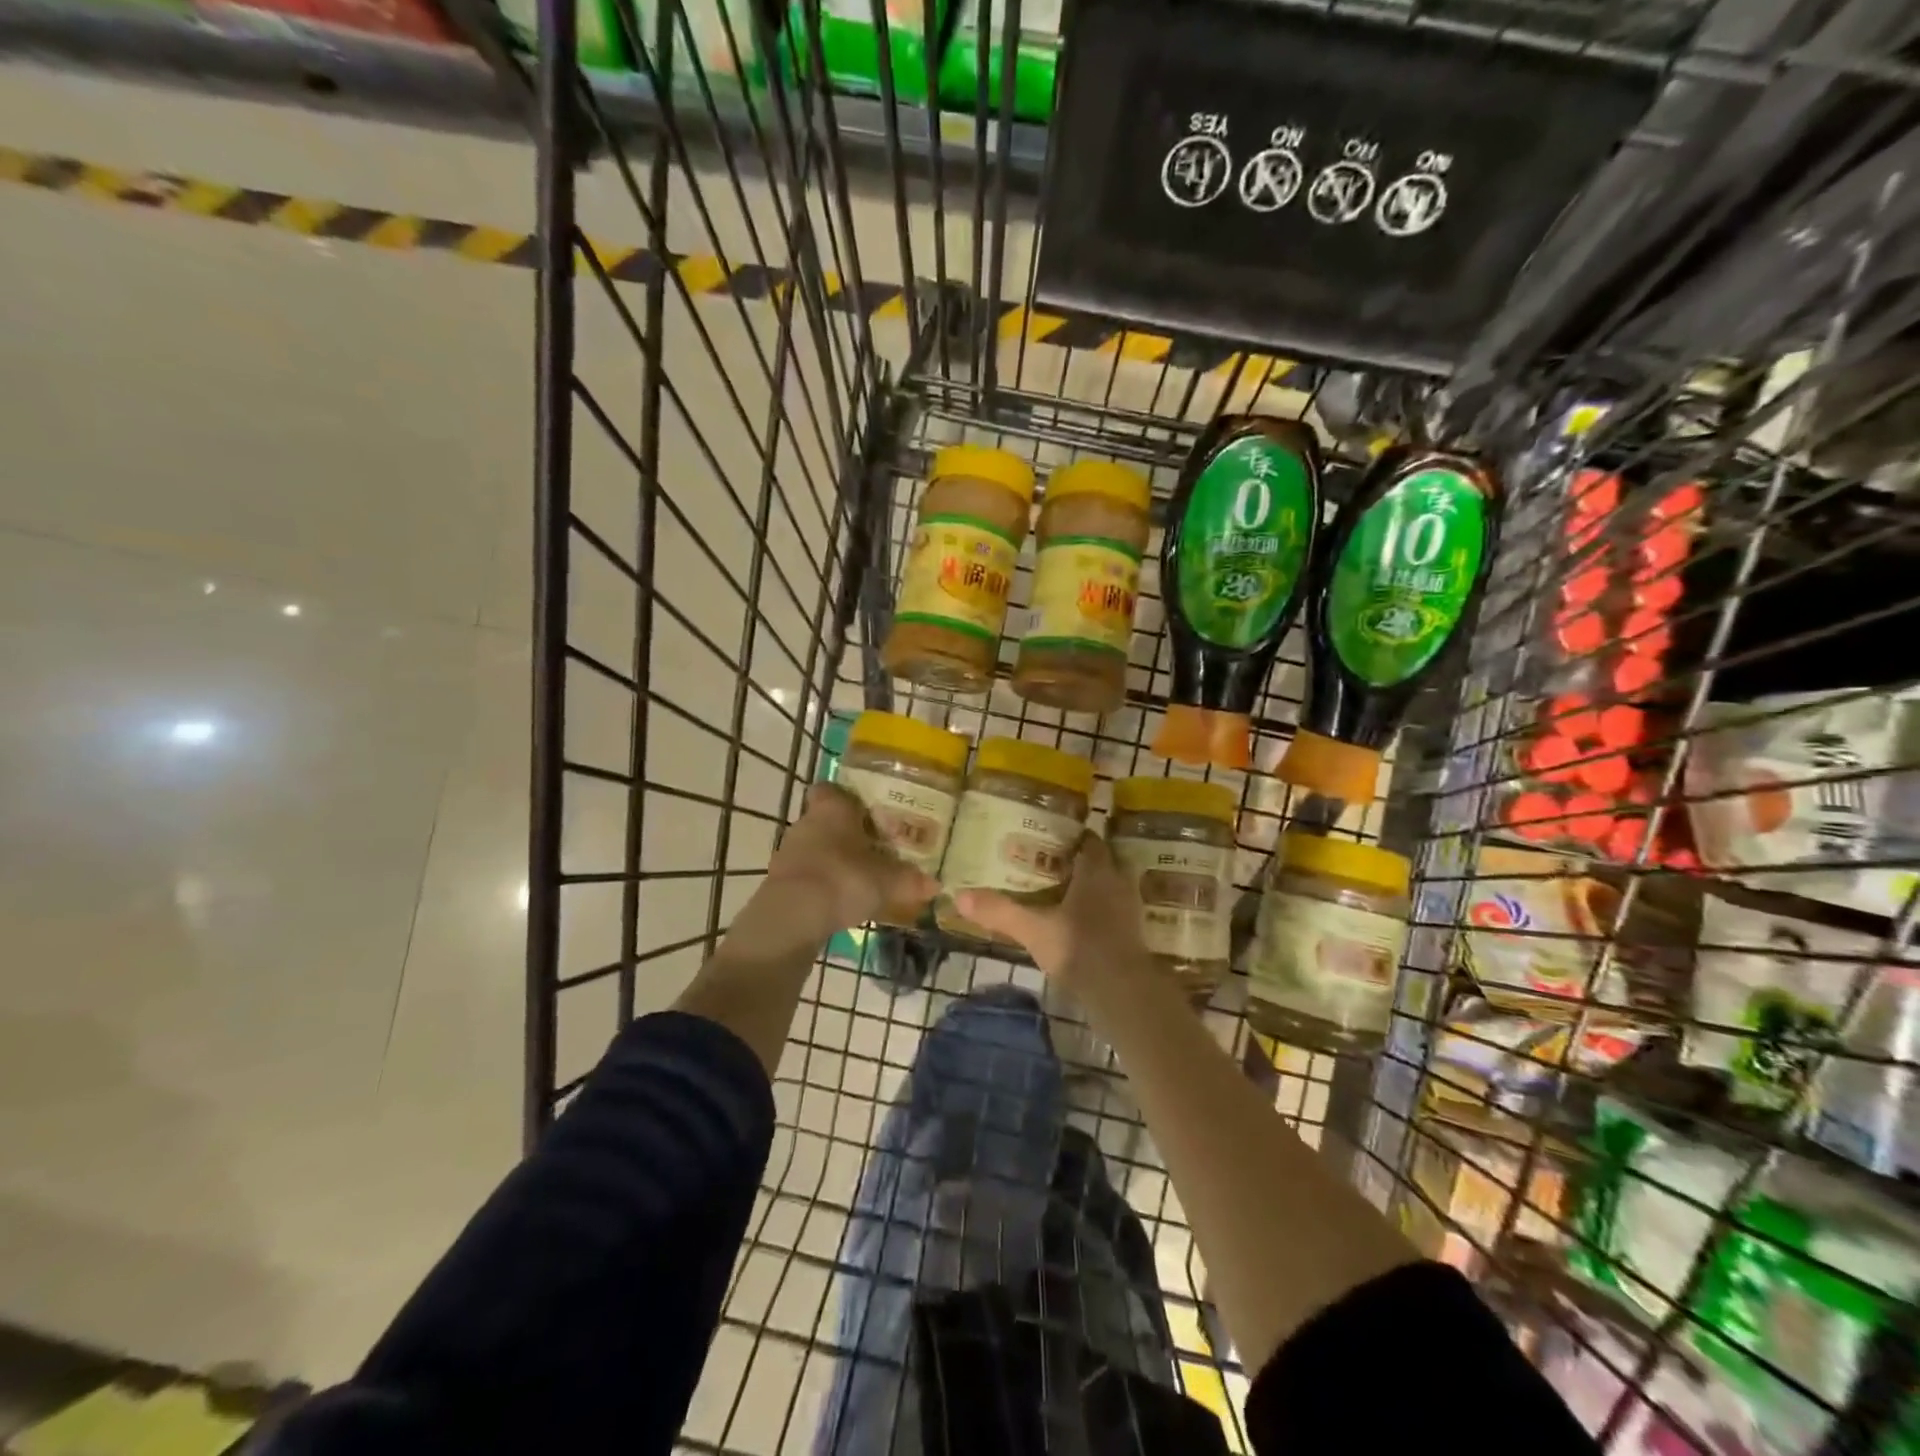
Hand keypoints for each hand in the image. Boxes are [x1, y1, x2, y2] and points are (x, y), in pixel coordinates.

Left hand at [765, 783, 938, 931]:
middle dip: (848, 833)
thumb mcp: (888, 881)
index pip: (831, 789)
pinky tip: (840, 901)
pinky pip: (807, 874)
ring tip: (860, 878)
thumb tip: (934, 883)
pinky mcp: (780, 881)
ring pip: (816, 848)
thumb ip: (910, 879)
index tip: (867, 812)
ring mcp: (788, 852)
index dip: (847, 798)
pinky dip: (821, 884)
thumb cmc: (844, 879)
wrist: (793, 917)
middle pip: (827, 820)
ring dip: (834, 860)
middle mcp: (806, 822)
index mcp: (832, 808)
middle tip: (874, 848)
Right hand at [955, 835, 1149, 991]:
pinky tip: (1078, 924)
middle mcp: (1118, 882)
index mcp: (1097, 870)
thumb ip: (999, 911)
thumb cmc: (1079, 948)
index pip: (1089, 841)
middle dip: (1078, 863)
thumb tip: (959, 896)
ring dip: (1090, 888)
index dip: (1071, 837)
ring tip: (1060, 894)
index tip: (1048, 839)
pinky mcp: (1133, 935)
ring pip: (1109, 887)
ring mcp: (1129, 909)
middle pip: (1101, 862)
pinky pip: (1113, 911)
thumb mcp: (1033, 929)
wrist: (1124, 993)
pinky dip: (1098, 912)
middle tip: (1049, 865)